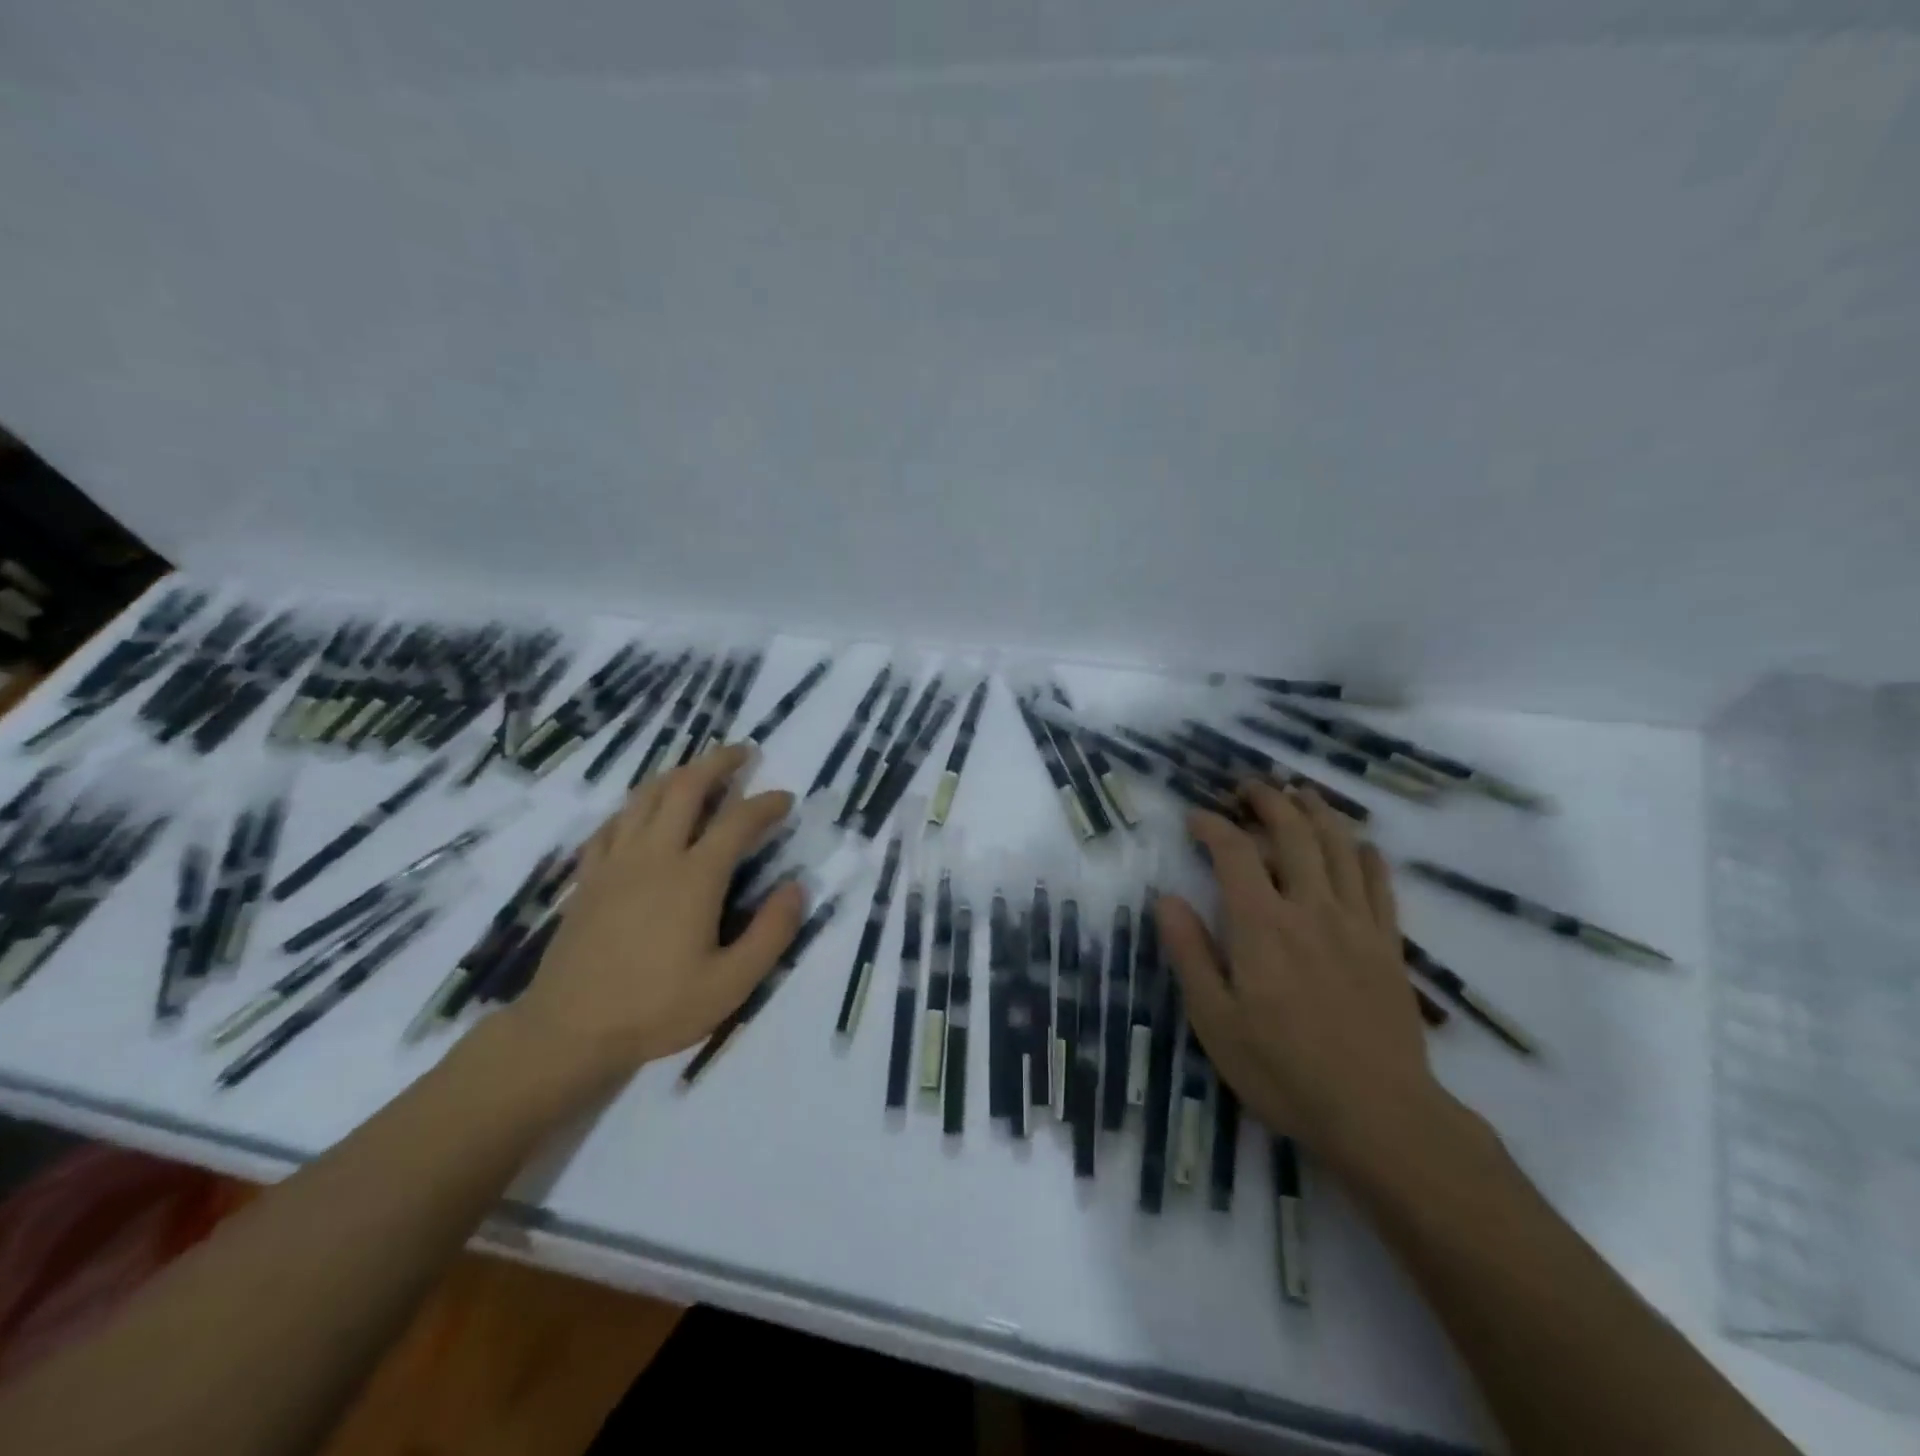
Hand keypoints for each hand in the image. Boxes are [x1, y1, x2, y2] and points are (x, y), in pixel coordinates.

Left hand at [505, 744, 803, 1076]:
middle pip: (685, 788)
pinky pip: (612, 824)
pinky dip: (634, 806)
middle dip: (717, 763)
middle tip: (742, 753)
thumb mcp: (732, 984)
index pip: (738, 821)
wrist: (569, 1031)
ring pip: (645, 797)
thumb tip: (797, 888)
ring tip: (697, 770)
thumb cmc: (657, 1008)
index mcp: (694, 877)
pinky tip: (641, 812)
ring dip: (676, 774)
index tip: (785, 798)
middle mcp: (655, 855)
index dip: (766, 803)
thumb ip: (772, 933)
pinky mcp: (589, 877)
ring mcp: (616, 862)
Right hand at [1158, 782, 1449, 1176]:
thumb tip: (1165, 899)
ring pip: (1340, 846)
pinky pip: (1380, 883)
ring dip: (1318, 812)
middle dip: (1269, 800)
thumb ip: (1189, 953)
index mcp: (1261, 924)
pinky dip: (1366, 854)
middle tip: (1249, 787)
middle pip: (1293, 832)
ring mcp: (1356, 923)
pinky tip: (1358, 844)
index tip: (1195, 817)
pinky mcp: (1388, 944)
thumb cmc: (1282, 1070)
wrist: (1378, 1114)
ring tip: (1300, 794)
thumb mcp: (1214, 1019)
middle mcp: (1310, 908)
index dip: (1212, 825)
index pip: (1234, 851)